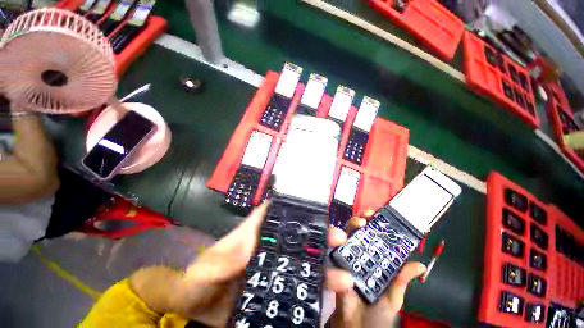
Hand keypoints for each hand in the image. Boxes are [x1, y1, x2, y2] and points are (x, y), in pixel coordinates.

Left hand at [171, 202, 353, 326]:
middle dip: (318, 236)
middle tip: (337, 239)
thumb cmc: (198, 280)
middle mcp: (268, 246)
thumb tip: (252, 246)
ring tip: (343, 276)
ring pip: (302, 261)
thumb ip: (226, 257)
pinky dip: (313, 288)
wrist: (195, 309)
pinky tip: (329, 296)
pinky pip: (298, 284)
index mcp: (254, 233)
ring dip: (322, 266)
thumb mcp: (208, 267)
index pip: (276, 212)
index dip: (294, 206)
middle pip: (297, 236)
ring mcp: (273, 267)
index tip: (315, 207)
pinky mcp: (274, 287)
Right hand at [329, 213, 425, 327]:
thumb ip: (400, 280)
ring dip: (337, 234)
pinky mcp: (329, 269)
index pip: (368, 234)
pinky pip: (327, 259)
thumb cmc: (377, 313)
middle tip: (361, 221)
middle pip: (351, 231)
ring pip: (336, 239)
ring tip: (342, 237)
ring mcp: (339, 260)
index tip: (372, 215)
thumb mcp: (392, 296)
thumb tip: (419, 265)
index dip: (369, 222)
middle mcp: (353, 254)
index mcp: (369, 256)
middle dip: (355, 222)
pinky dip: (330, 255)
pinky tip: (337, 258)